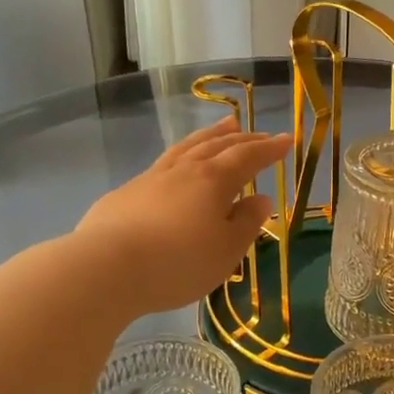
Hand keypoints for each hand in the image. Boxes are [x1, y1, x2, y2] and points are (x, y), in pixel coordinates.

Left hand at [74, 118, 290, 314]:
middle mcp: (184, 171)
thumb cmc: (178, 263)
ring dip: (209, 136)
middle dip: (241, 138)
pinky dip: (180, 156)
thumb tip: (260, 198)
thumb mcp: (226, 251)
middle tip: (258, 132)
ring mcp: (151, 179)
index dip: (269, 149)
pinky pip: (162, 164)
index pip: (247, 157)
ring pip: (186, 148)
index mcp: (213, 181)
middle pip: (217, 146)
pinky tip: (177, 165)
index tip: (287, 140)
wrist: (106, 267)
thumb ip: (246, 223)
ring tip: (224, 126)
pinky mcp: (126, 194)